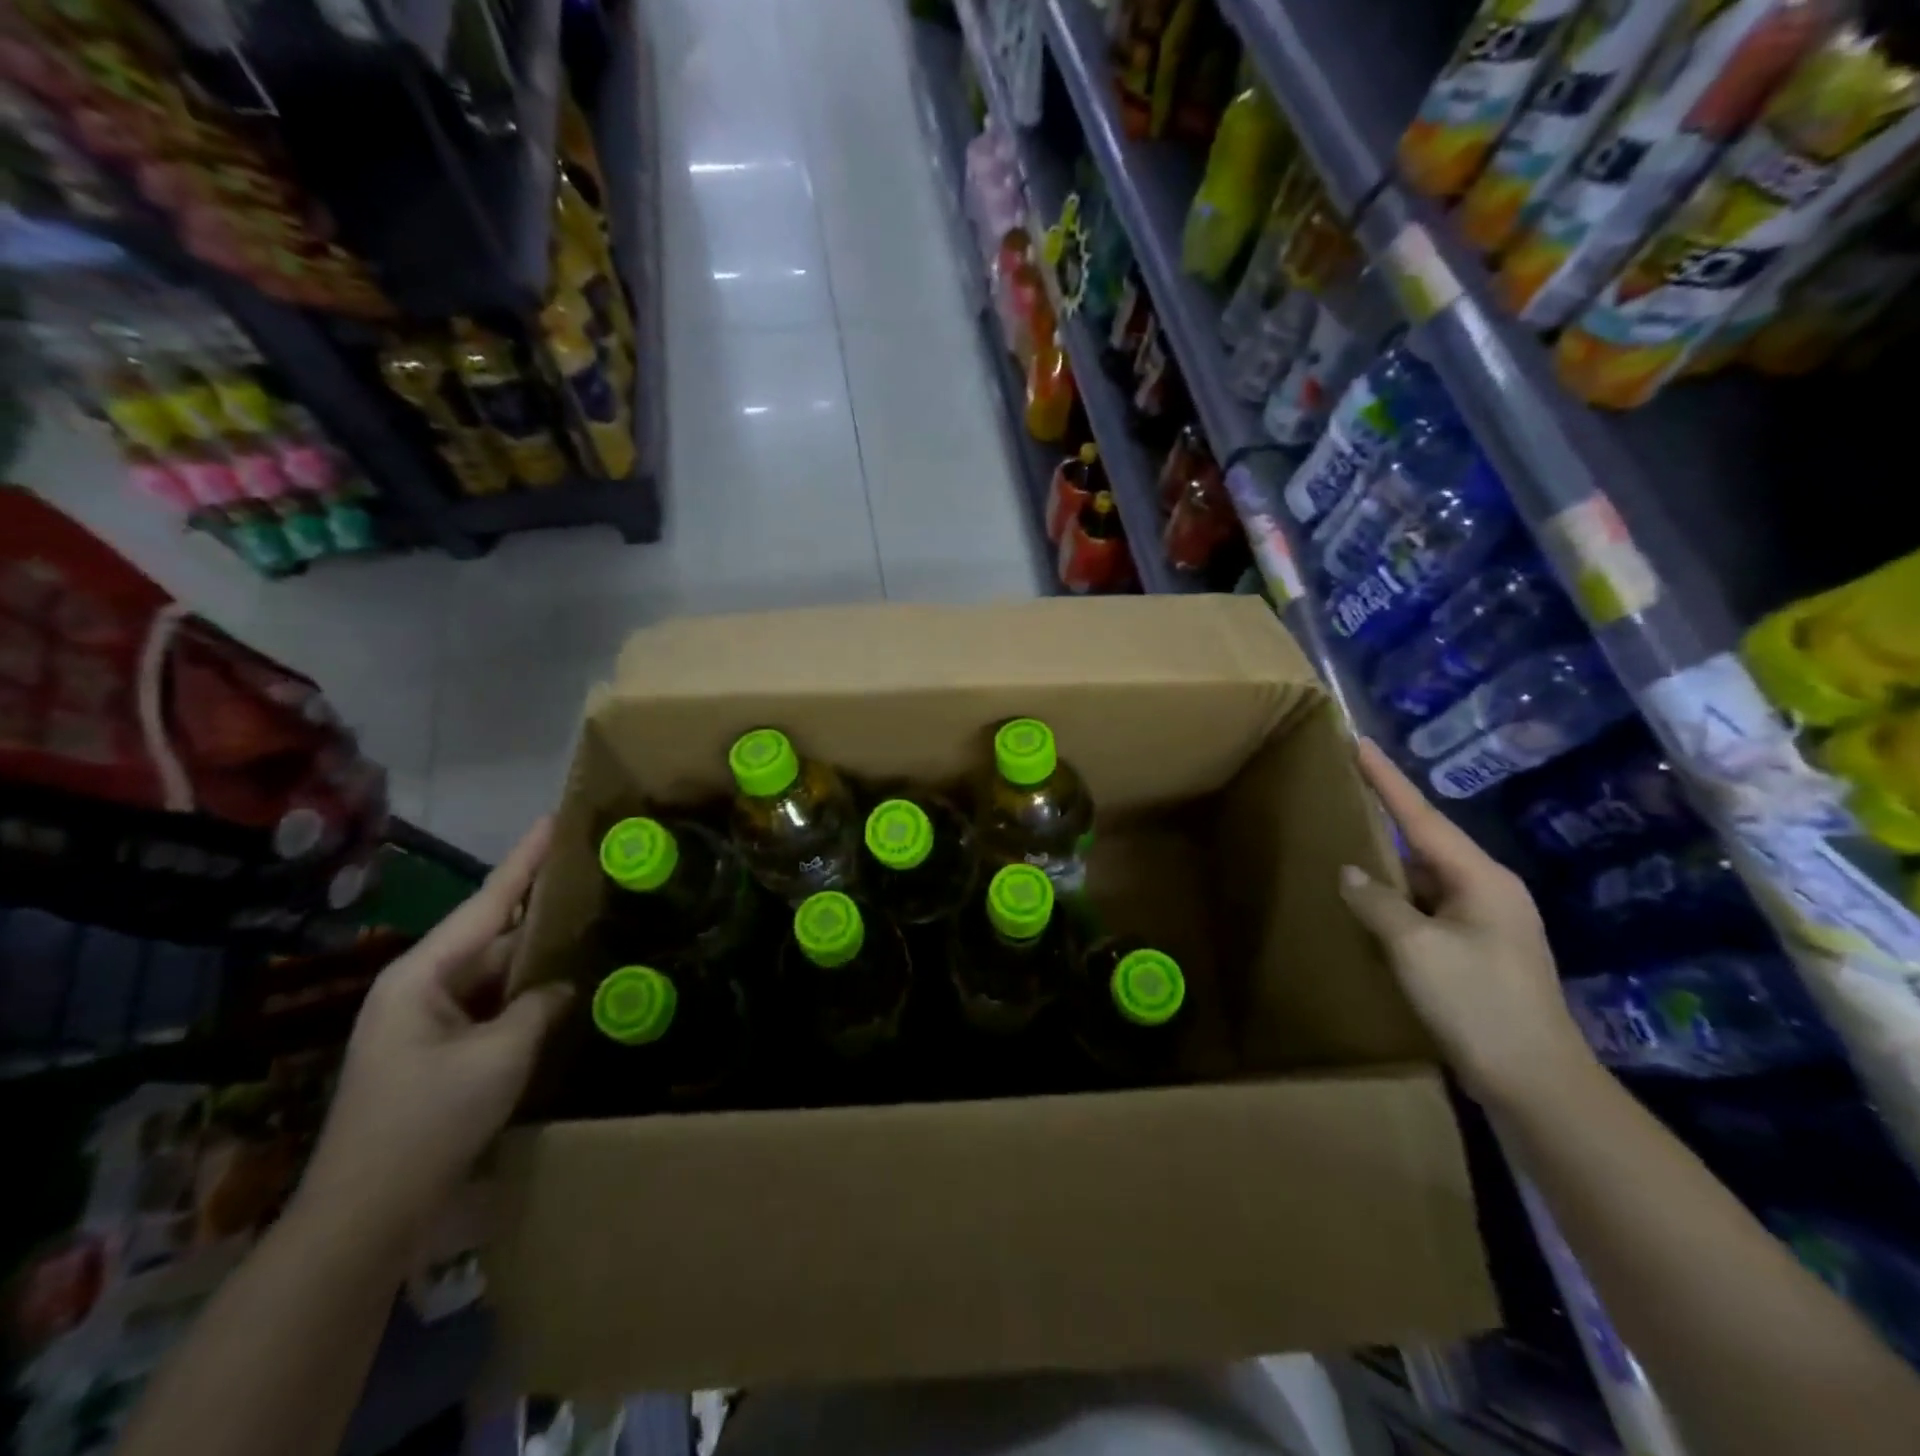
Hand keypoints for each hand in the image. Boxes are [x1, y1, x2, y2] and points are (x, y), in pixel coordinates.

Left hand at [298, 820, 573, 1236]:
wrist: (365, 1216)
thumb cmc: (428, 1122)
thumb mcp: (499, 1057)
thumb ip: (539, 1007)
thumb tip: (562, 986)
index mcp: (422, 975)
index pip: (487, 902)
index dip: (524, 860)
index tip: (553, 821)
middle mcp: (420, 987)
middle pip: (490, 934)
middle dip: (537, 907)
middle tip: (586, 875)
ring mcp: (426, 1021)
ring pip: (492, 972)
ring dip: (534, 955)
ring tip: (584, 922)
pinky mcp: (437, 1051)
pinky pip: (489, 1004)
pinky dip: (523, 993)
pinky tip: (559, 985)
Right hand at [1338, 739, 1593, 1106]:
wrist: (1535, 1081)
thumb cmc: (1477, 1003)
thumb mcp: (1415, 947)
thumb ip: (1377, 902)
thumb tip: (1350, 873)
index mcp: (1480, 878)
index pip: (1421, 816)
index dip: (1386, 779)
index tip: (1358, 742)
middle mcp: (1488, 890)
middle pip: (1426, 841)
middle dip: (1387, 814)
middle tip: (1347, 787)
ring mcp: (1487, 921)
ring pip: (1426, 876)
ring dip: (1390, 861)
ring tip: (1349, 839)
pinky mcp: (1478, 950)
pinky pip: (1428, 905)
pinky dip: (1398, 897)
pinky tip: (1371, 900)